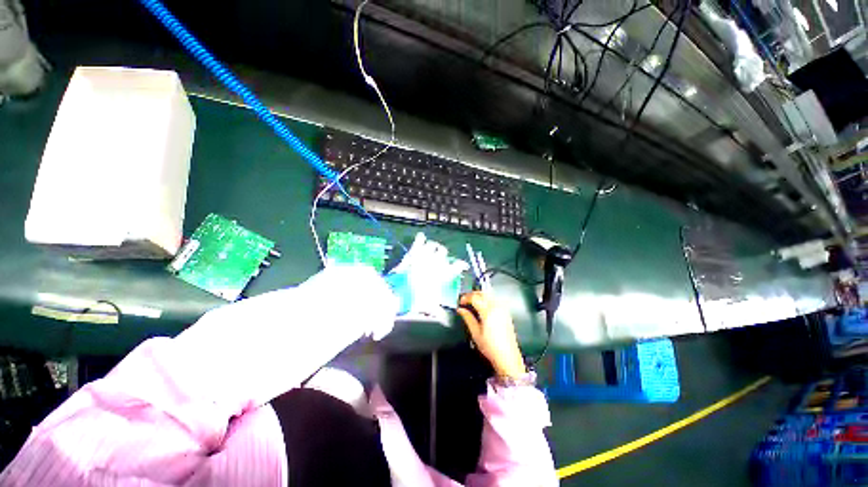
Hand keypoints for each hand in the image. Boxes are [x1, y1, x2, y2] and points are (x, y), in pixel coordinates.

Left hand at [385, 233, 468, 314]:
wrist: (398, 292)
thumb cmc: (415, 299)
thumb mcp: (428, 306)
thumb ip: (436, 310)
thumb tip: (443, 318)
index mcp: (441, 275)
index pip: (456, 267)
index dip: (461, 265)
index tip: (463, 265)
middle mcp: (434, 263)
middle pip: (443, 252)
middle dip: (443, 254)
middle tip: (441, 257)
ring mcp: (423, 257)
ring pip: (432, 245)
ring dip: (433, 247)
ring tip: (432, 248)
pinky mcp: (412, 254)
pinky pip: (418, 243)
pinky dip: (420, 239)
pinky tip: (421, 236)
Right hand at [457, 291, 526, 379]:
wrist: (507, 357)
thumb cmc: (491, 348)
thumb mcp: (475, 333)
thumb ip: (467, 318)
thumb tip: (461, 310)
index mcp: (488, 312)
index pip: (475, 297)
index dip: (466, 297)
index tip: (460, 302)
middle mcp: (496, 308)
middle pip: (483, 293)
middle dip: (473, 294)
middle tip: (465, 300)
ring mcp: (503, 310)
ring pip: (490, 295)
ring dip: (480, 295)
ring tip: (473, 302)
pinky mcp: (506, 313)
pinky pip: (496, 300)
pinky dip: (488, 299)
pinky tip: (484, 306)